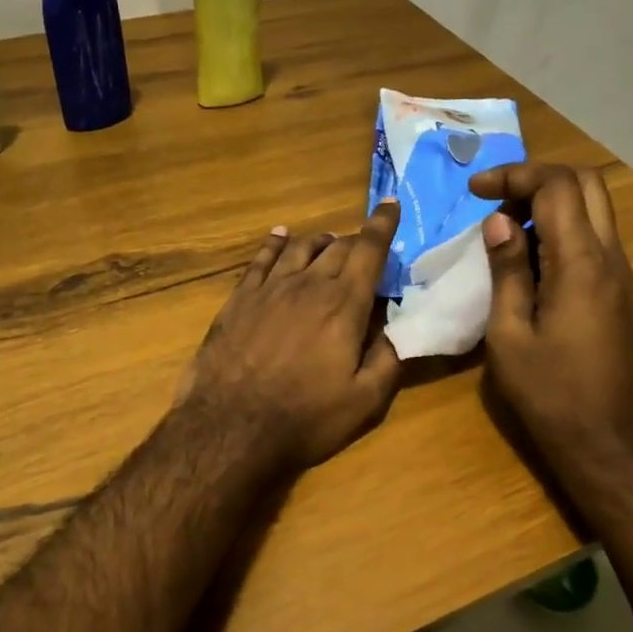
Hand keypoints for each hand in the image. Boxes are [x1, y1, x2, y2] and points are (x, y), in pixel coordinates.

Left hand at [179, 201, 402, 470]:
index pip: (369, 250)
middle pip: (337, 247)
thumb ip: (389, 358)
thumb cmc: (304, 417)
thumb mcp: (364, 401)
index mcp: (343, 305)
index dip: (382, 224)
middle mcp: (308, 285)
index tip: (390, 204)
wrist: (230, 427)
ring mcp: (269, 288)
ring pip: (300, 247)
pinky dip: (275, 243)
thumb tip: (402, 325)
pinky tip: (281, 236)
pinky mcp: (239, 298)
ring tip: (330, 243)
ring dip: (320, 240)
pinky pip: (261, 259)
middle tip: (365, 248)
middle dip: (356, 240)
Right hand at [469, 163, 632, 483]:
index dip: (513, 175)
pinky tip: (527, 259)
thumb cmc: (550, 394)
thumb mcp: (509, 334)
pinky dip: (561, 229)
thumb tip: (500, 222)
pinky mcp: (619, 292)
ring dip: (550, 203)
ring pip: (593, 208)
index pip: (556, 186)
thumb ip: (507, 271)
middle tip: (495, 201)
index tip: (473, 191)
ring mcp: (620, 274)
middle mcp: (609, 257)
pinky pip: (594, 237)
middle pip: (586, 183)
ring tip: (504, 231)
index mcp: (581, 263)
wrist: (609, 443)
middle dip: (537, 179)